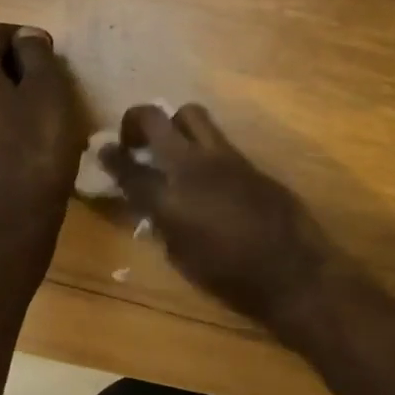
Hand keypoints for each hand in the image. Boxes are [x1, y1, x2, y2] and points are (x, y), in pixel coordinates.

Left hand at [0, 23, 82, 245]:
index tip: (49, 56)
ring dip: (0, 96)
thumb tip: (26, 36)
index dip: (21, 37)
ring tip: (33, 117)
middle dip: (10, 66)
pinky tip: (16, 144)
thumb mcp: (50, 96)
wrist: (6, 223)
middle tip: (45, 87)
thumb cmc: (35, 153)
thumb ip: (37, 57)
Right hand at [100, 104, 343, 327]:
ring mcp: (224, 158)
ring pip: (191, 114)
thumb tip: (154, 207)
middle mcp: (192, 167)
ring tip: (172, 145)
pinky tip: (206, 169)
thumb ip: (163, 226)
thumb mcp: (183, 260)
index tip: (101, 150)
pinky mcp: (249, 160)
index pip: (128, 168)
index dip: (109, 157)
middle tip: (134, 140)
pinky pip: (218, 138)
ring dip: (173, 123)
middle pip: (154, 119)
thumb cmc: (232, 280)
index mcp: (169, 200)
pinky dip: (203, 146)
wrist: (293, 272)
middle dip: (135, 121)